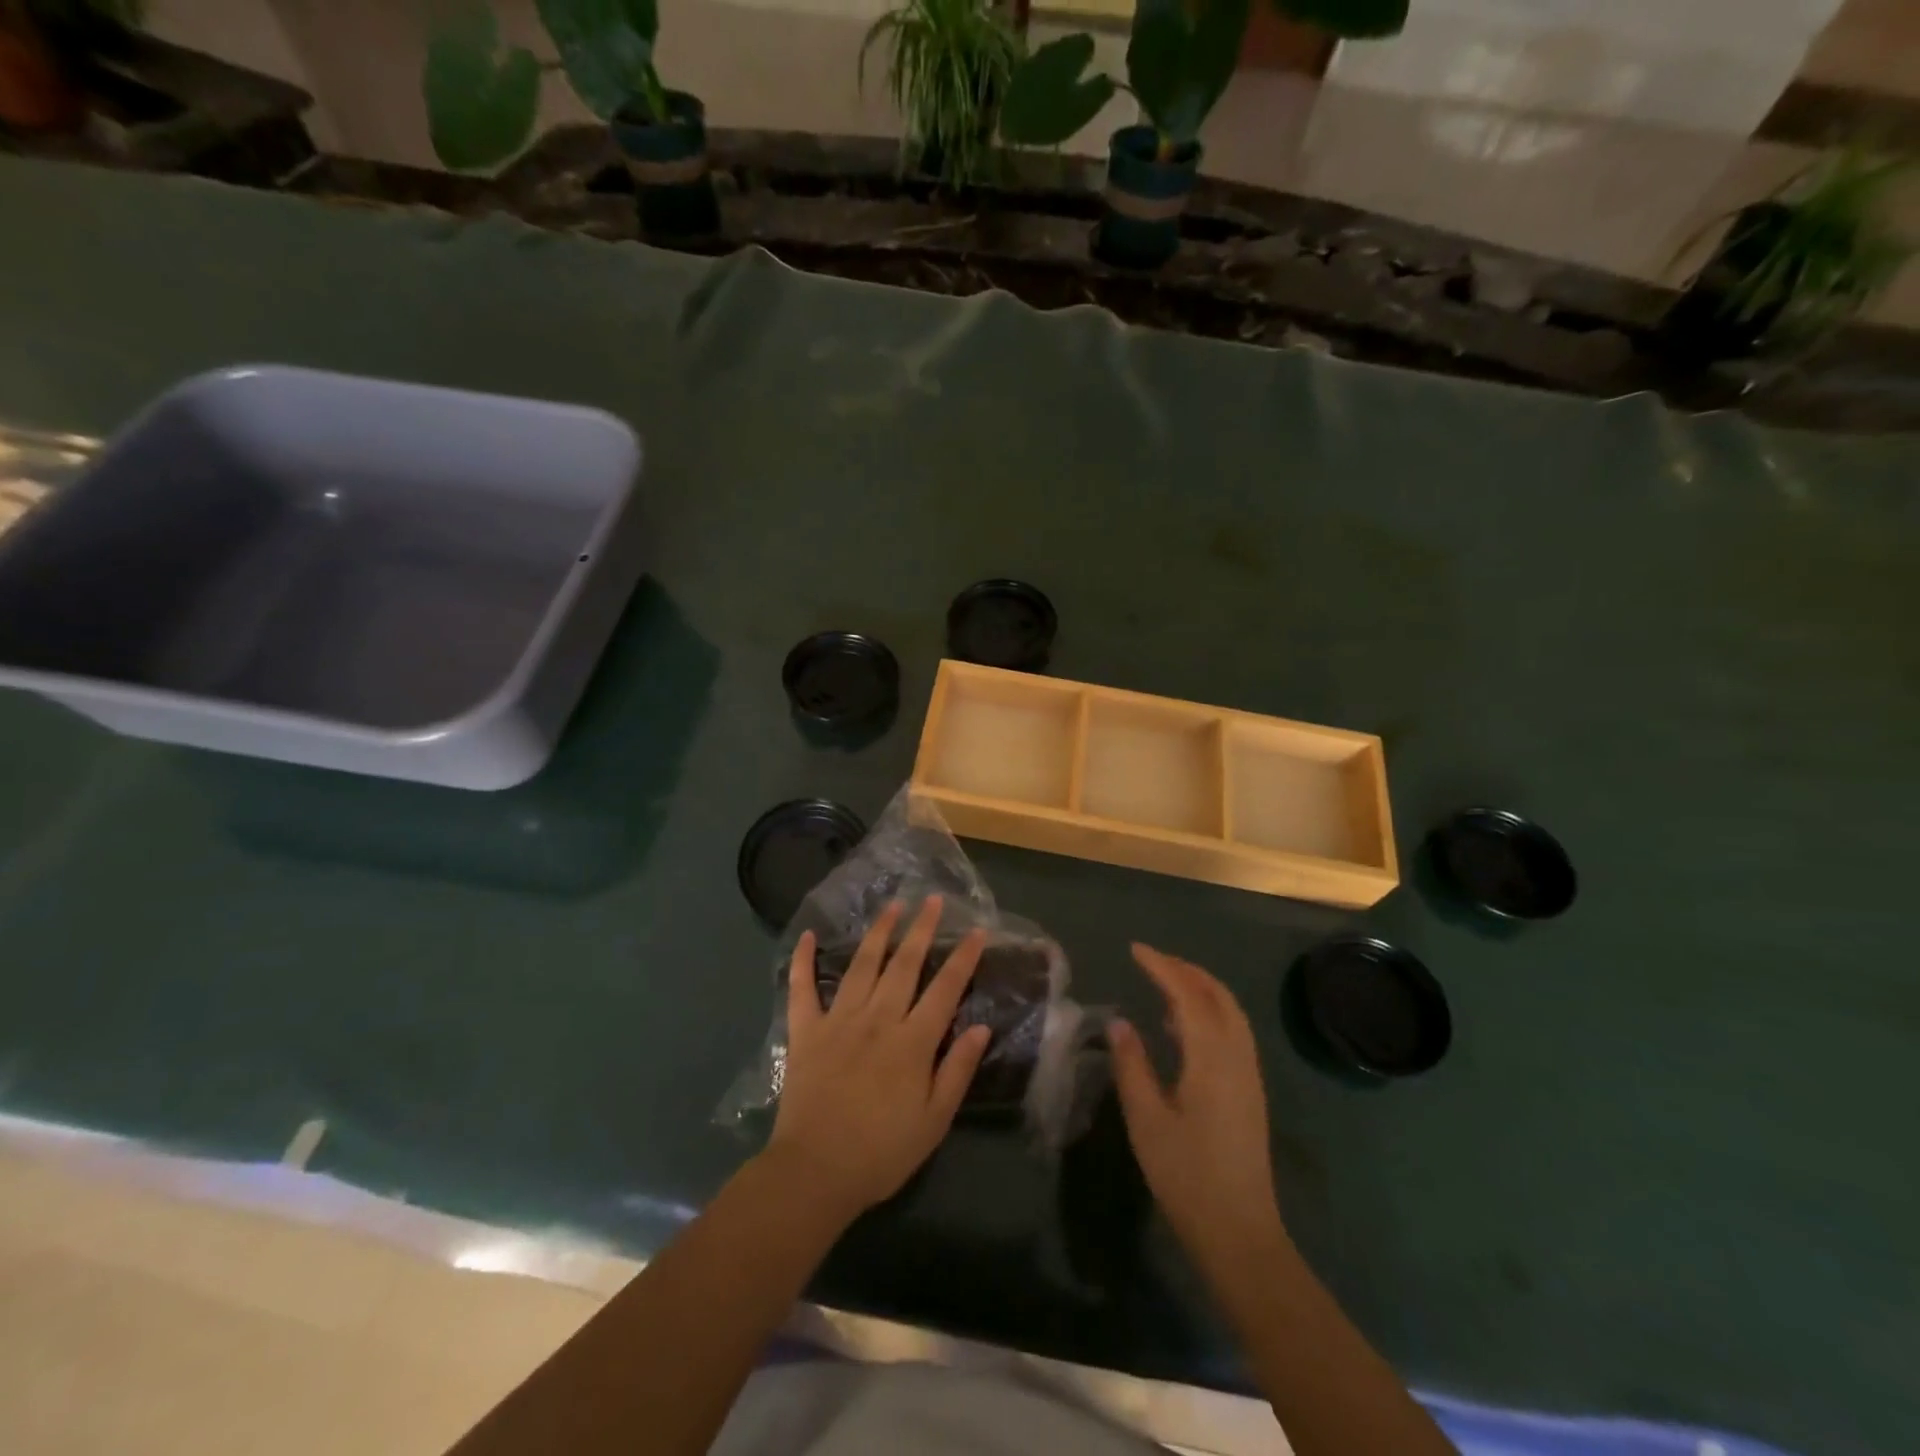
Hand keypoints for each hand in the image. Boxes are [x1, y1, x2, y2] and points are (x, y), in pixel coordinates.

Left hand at [765, 897, 991, 1220]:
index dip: (963, 958)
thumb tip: (981, 1027)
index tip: (977, 931)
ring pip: (862, 965)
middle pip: (904, 964)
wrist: (815, 1172)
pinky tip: (808, 936)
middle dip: (922, 929)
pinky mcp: (805, 1031)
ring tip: (891, 905)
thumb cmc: (881, 1152)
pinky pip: (802, 989)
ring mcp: (838, 1020)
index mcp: (912, 1041)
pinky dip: (803, 961)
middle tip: (933, 900)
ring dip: (879, 932)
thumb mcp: (934, 1121)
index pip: (945, 989)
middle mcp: (878, 1019)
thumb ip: (957, 1070)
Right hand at [1108, 944, 1287, 1273]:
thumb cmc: (1186, 1175)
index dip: (1161, 966)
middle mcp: (1237, 1056)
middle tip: (1151, 960)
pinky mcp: (1250, 1091)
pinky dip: (1210, 1011)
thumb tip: (1119, 1023)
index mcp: (1211, 1058)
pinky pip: (1233, 1031)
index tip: (1135, 949)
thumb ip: (1132, 1065)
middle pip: (1217, 995)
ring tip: (1164, 984)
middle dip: (1185, 969)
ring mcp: (1249, 1074)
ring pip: (1230, 1012)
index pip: (1187, 994)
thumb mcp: (1146, 1119)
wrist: (1239, 1232)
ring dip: (1200, 988)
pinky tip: (1183, 1028)